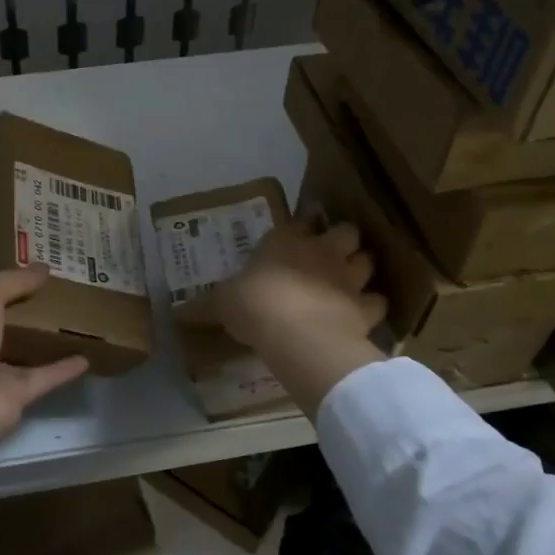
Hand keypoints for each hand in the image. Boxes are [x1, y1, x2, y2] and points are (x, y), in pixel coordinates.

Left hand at [0, 266, 89, 495]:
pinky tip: (86, 356)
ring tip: (75, 314)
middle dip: (25, 300)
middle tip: (61, 282)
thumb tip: (44, 268)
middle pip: (1, 315)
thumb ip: (13, 280)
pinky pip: (43, 375)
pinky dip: (63, 368)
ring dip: (43, 333)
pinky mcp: (13, 393)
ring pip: (22, 345)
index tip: (30, 262)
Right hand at [209, 221, 388, 419]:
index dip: (303, 227)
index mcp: (286, 240)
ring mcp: (348, 277)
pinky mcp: (365, 307)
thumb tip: (176, 313)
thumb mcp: (221, 304)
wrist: (296, 333)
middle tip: (333, 255)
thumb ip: (206, 305)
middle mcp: (322, 250)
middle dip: (343, 240)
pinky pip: (377, 302)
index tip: (300, 234)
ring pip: (367, 261)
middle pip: (346, 231)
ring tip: (351, 282)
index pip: (301, 220)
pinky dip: (372, 307)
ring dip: (361, 269)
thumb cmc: (253, 305)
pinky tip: (362, 315)